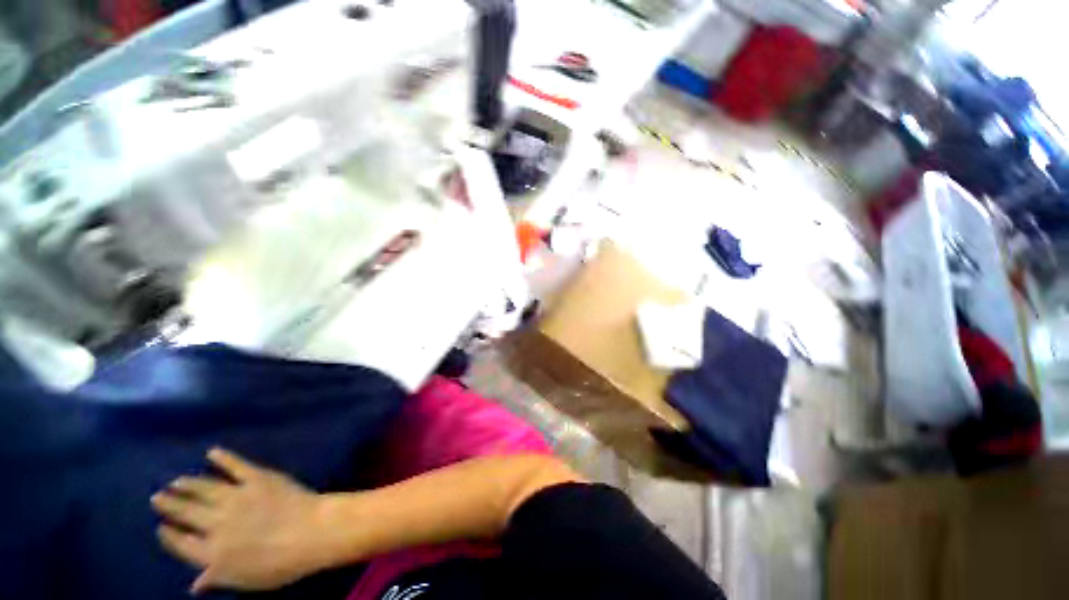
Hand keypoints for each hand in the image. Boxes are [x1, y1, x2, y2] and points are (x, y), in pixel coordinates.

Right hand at [151, 448, 333, 593]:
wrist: (310, 532)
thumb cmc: (279, 565)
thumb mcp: (244, 580)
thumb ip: (217, 578)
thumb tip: (194, 586)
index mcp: (211, 553)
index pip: (182, 544)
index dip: (171, 536)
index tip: (161, 527)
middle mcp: (216, 523)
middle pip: (187, 512)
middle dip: (171, 504)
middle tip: (157, 496)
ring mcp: (236, 497)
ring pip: (205, 488)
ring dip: (189, 484)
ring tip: (176, 481)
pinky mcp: (257, 478)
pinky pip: (237, 465)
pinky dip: (225, 458)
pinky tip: (213, 452)